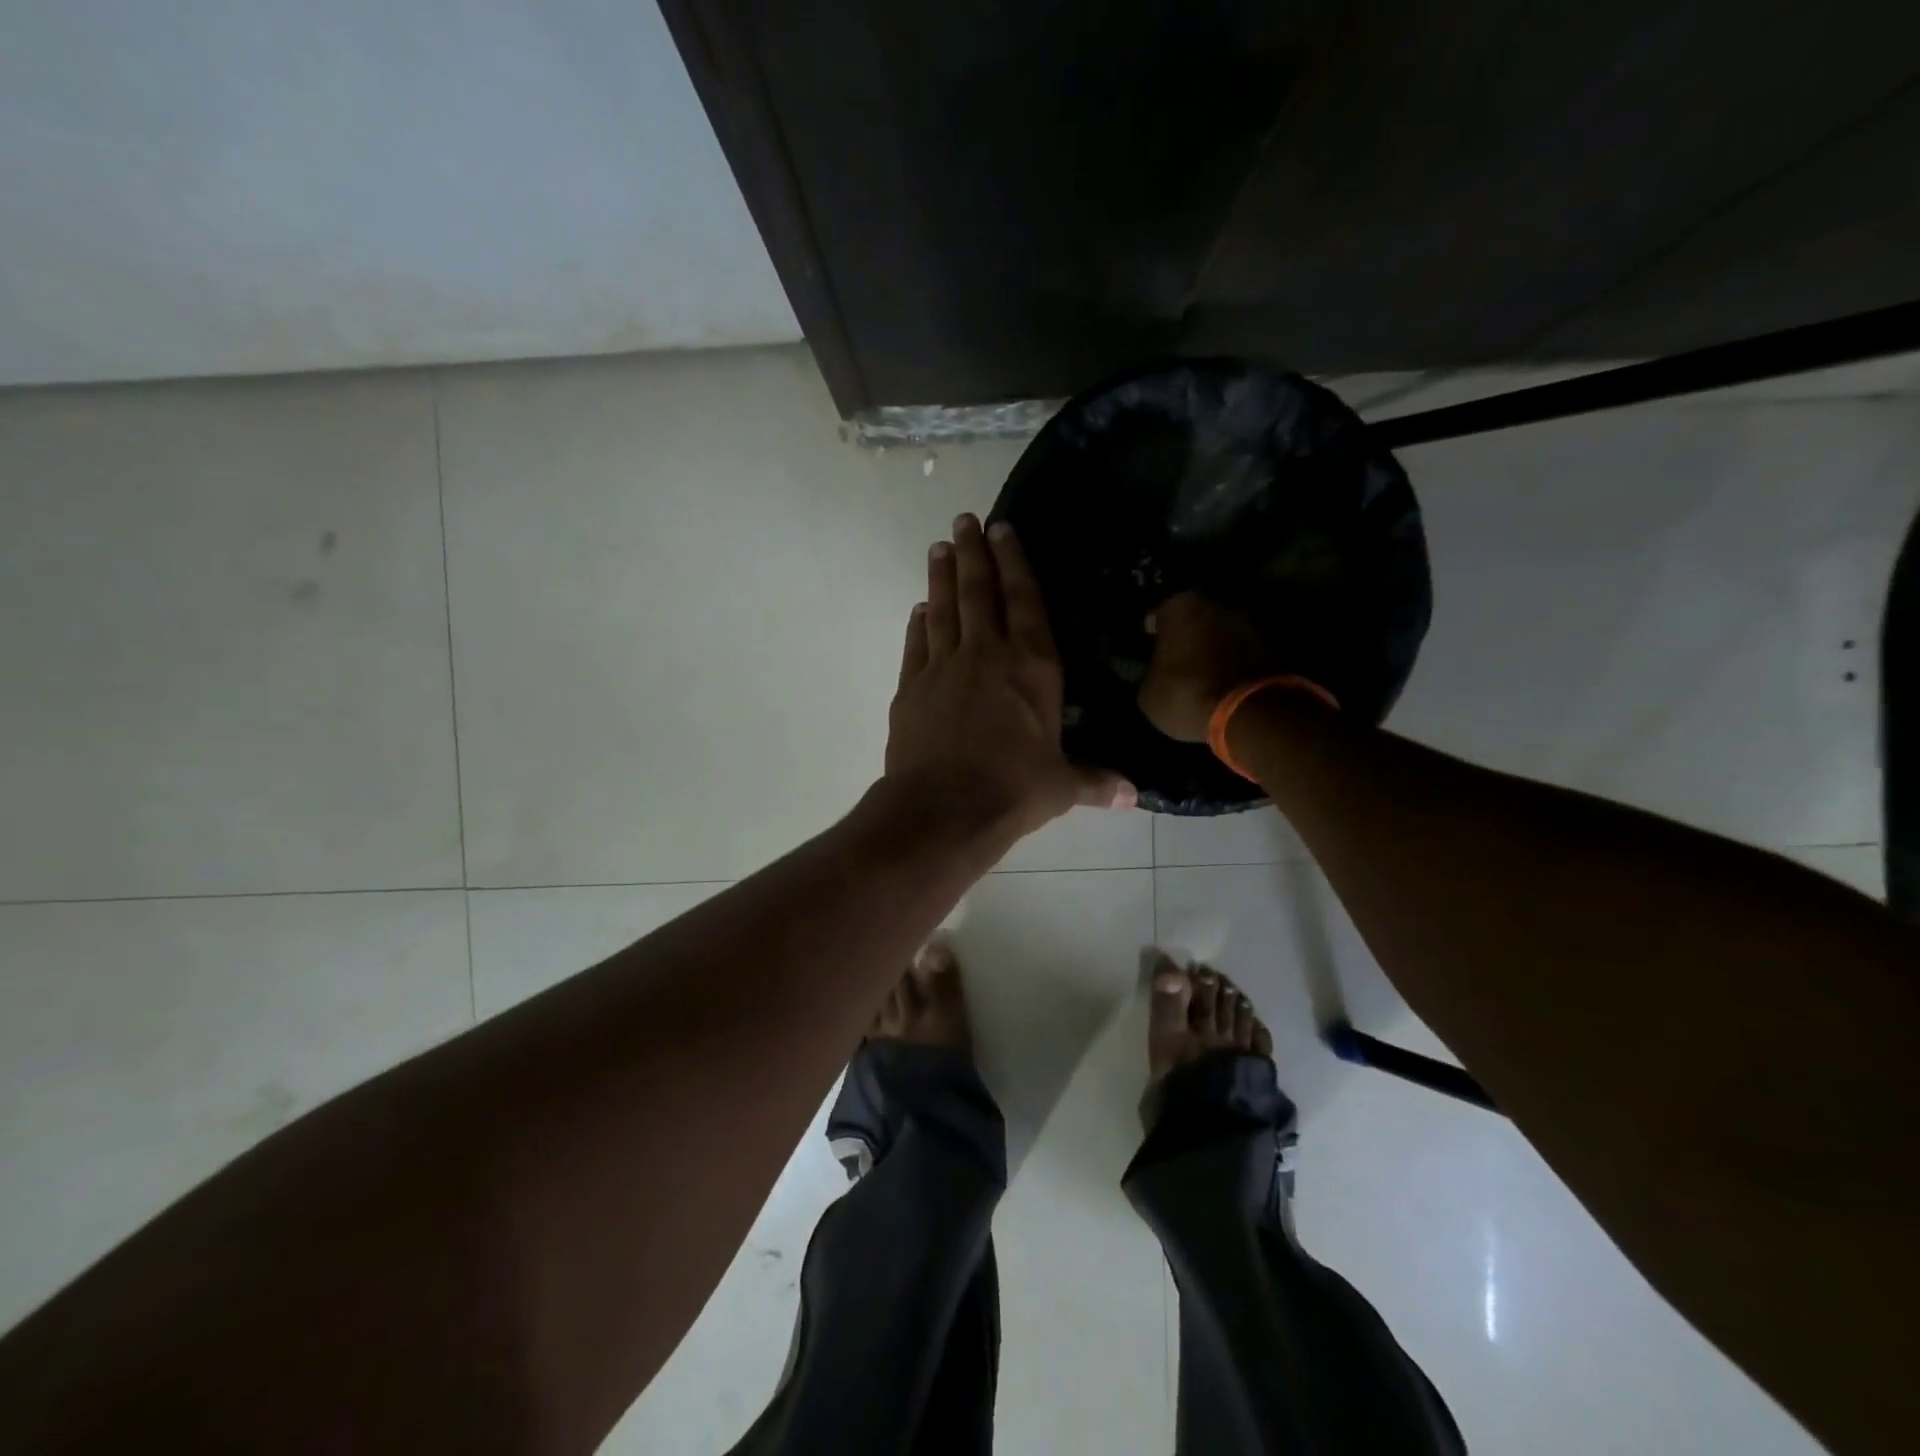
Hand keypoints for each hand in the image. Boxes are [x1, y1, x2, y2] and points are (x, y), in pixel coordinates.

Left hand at [887, 515, 1133, 841]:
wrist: (943, 809)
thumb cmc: (1014, 791)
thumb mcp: (1062, 787)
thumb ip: (1095, 782)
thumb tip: (1132, 796)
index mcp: (1032, 667)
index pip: (1025, 602)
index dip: (1015, 563)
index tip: (1003, 529)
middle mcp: (987, 655)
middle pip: (979, 593)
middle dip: (974, 553)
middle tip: (964, 520)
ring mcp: (943, 668)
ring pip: (943, 610)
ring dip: (942, 577)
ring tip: (940, 548)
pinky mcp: (911, 688)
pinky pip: (916, 646)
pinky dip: (918, 625)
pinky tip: (919, 611)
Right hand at [1136, 591, 1278, 741]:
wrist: (1249, 713)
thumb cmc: (1185, 694)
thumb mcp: (1148, 694)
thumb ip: (1150, 673)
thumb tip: (1156, 675)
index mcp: (1179, 604)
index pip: (1158, 611)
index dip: (1152, 630)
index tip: (1150, 644)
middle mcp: (1216, 601)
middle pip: (1195, 614)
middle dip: (1187, 632)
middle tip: (1177, 655)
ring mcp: (1249, 620)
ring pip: (1221, 630)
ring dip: (1212, 644)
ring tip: (1202, 670)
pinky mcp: (1272, 644)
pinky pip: (1242, 649)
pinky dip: (1233, 660)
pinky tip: (1223, 680)